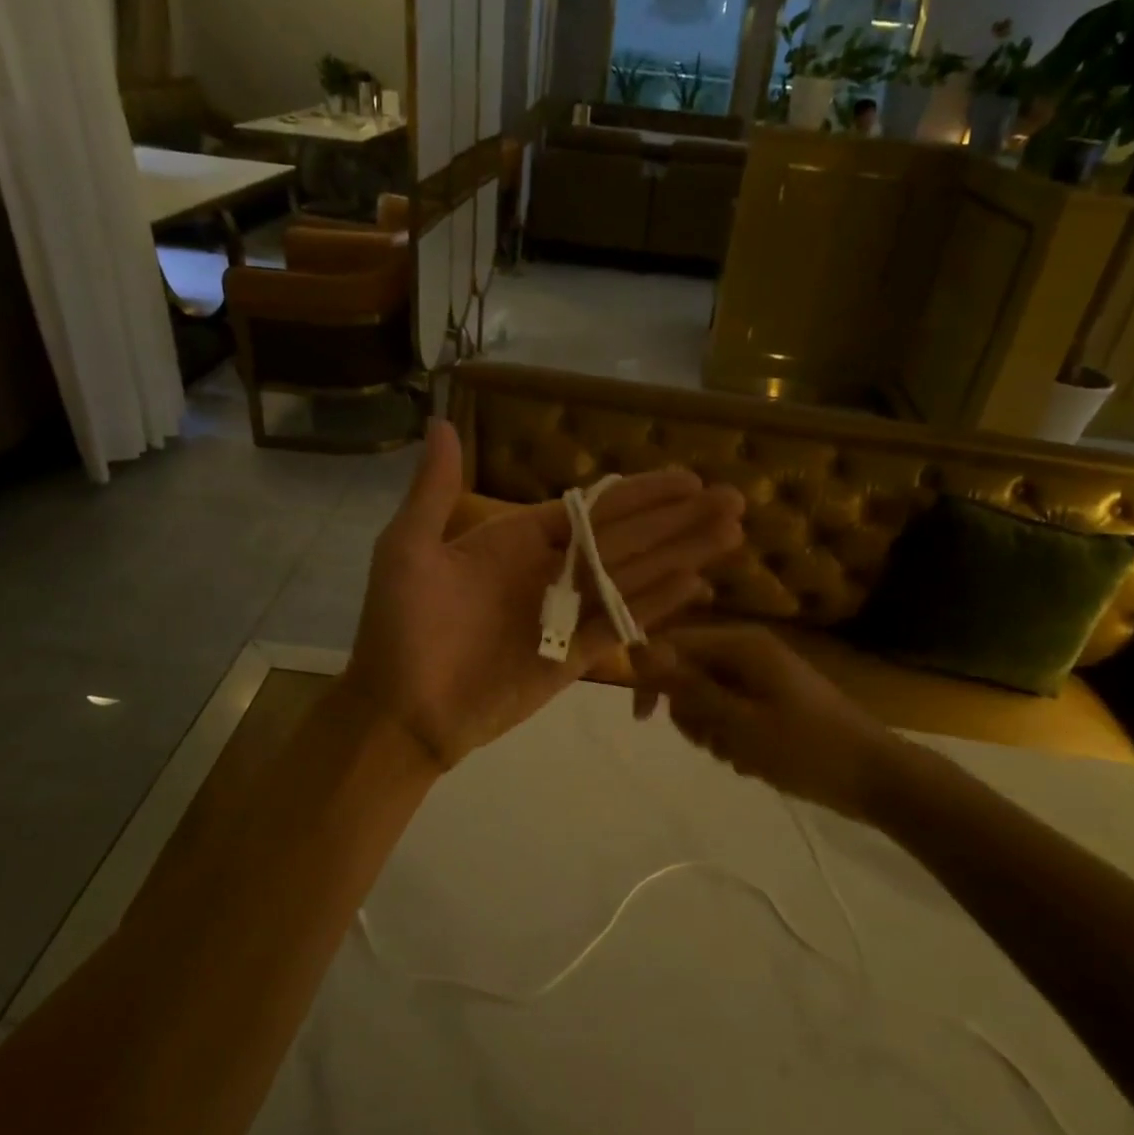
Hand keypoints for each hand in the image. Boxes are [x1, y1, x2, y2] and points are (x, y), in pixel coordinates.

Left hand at [345, 419, 744, 771]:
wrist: (400, 711)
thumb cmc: (400, 628)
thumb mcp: (408, 549)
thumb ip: (434, 491)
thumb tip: (442, 423)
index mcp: (518, 539)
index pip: (592, 510)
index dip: (641, 494)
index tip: (686, 479)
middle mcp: (552, 571)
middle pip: (627, 538)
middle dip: (679, 520)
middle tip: (732, 499)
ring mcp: (567, 614)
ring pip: (635, 577)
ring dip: (682, 556)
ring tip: (731, 535)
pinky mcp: (575, 657)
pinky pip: (622, 625)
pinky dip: (657, 605)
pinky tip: (696, 586)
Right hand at [629, 625, 898, 810]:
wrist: (876, 778)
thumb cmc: (806, 748)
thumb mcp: (738, 722)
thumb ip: (688, 687)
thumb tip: (638, 652)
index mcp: (741, 645)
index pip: (673, 645)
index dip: (650, 678)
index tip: (643, 719)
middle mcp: (748, 652)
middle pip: (688, 673)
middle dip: (690, 712)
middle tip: (713, 741)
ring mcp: (762, 677)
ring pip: (707, 698)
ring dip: (711, 731)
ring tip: (739, 754)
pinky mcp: (772, 701)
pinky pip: (731, 713)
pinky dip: (732, 738)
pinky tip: (754, 760)